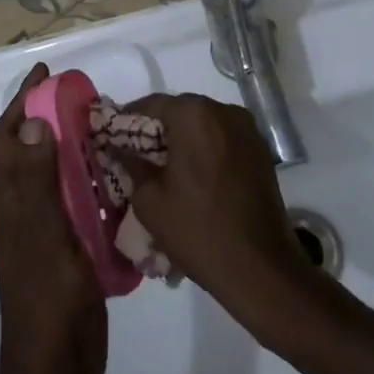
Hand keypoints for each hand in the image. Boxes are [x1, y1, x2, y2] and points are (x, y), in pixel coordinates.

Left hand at [0, 63, 106, 373]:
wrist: (57, 371)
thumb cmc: (48, 303)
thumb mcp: (45, 238)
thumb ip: (38, 183)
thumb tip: (33, 123)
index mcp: (10, 202)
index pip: (9, 137)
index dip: (21, 101)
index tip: (46, 73)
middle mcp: (21, 209)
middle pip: (29, 149)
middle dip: (47, 115)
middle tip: (82, 94)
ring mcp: (42, 229)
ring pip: (51, 172)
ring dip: (69, 144)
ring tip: (102, 125)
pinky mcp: (64, 246)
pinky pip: (73, 199)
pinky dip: (87, 177)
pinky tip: (114, 173)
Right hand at [123, 92, 313, 312]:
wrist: (261, 268)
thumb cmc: (198, 230)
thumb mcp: (149, 200)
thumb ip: (130, 163)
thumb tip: (117, 146)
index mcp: (194, 115)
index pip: (150, 105)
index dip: (127, 122)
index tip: (111, 141)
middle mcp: (223, 111)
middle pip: (178, 112)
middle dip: (156, 131)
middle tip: (135, 158)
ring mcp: (247, 129)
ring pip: (202, 125)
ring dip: (182, 141)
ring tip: (164, 170)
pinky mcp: (260, 150)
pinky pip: (222, 140)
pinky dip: (204, 150)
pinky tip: (193, 178)